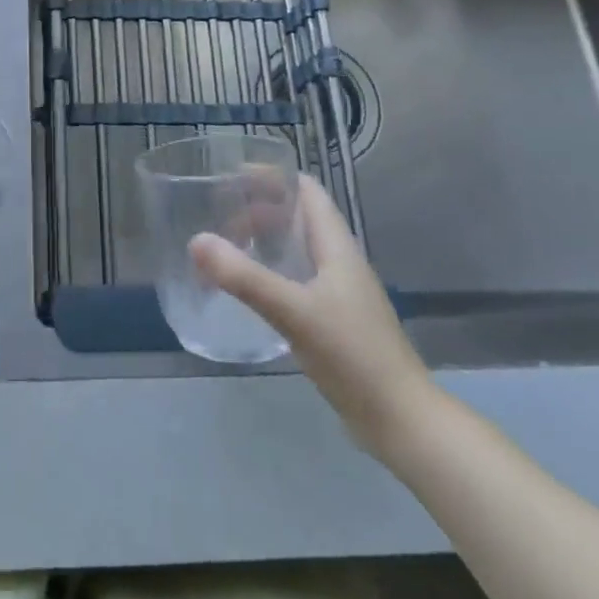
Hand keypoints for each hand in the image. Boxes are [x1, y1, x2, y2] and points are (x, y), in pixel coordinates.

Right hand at [191, 174, 434, 455]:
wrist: (401, 422)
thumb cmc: (353, 356)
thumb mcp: (293, 312)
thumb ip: (245, 277)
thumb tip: (196, 240)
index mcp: (337, 247)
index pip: (307, 191)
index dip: (273, 176)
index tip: (231, 176)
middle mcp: (339, 262)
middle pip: (298, 218)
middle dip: (259, 210)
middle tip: (218, 218)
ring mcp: (338, 293)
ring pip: (296, 250)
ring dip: (263, 242)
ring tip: (225, 248)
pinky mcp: (333, 321)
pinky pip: (295, 279)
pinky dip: (269, 273)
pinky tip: (248, 291)